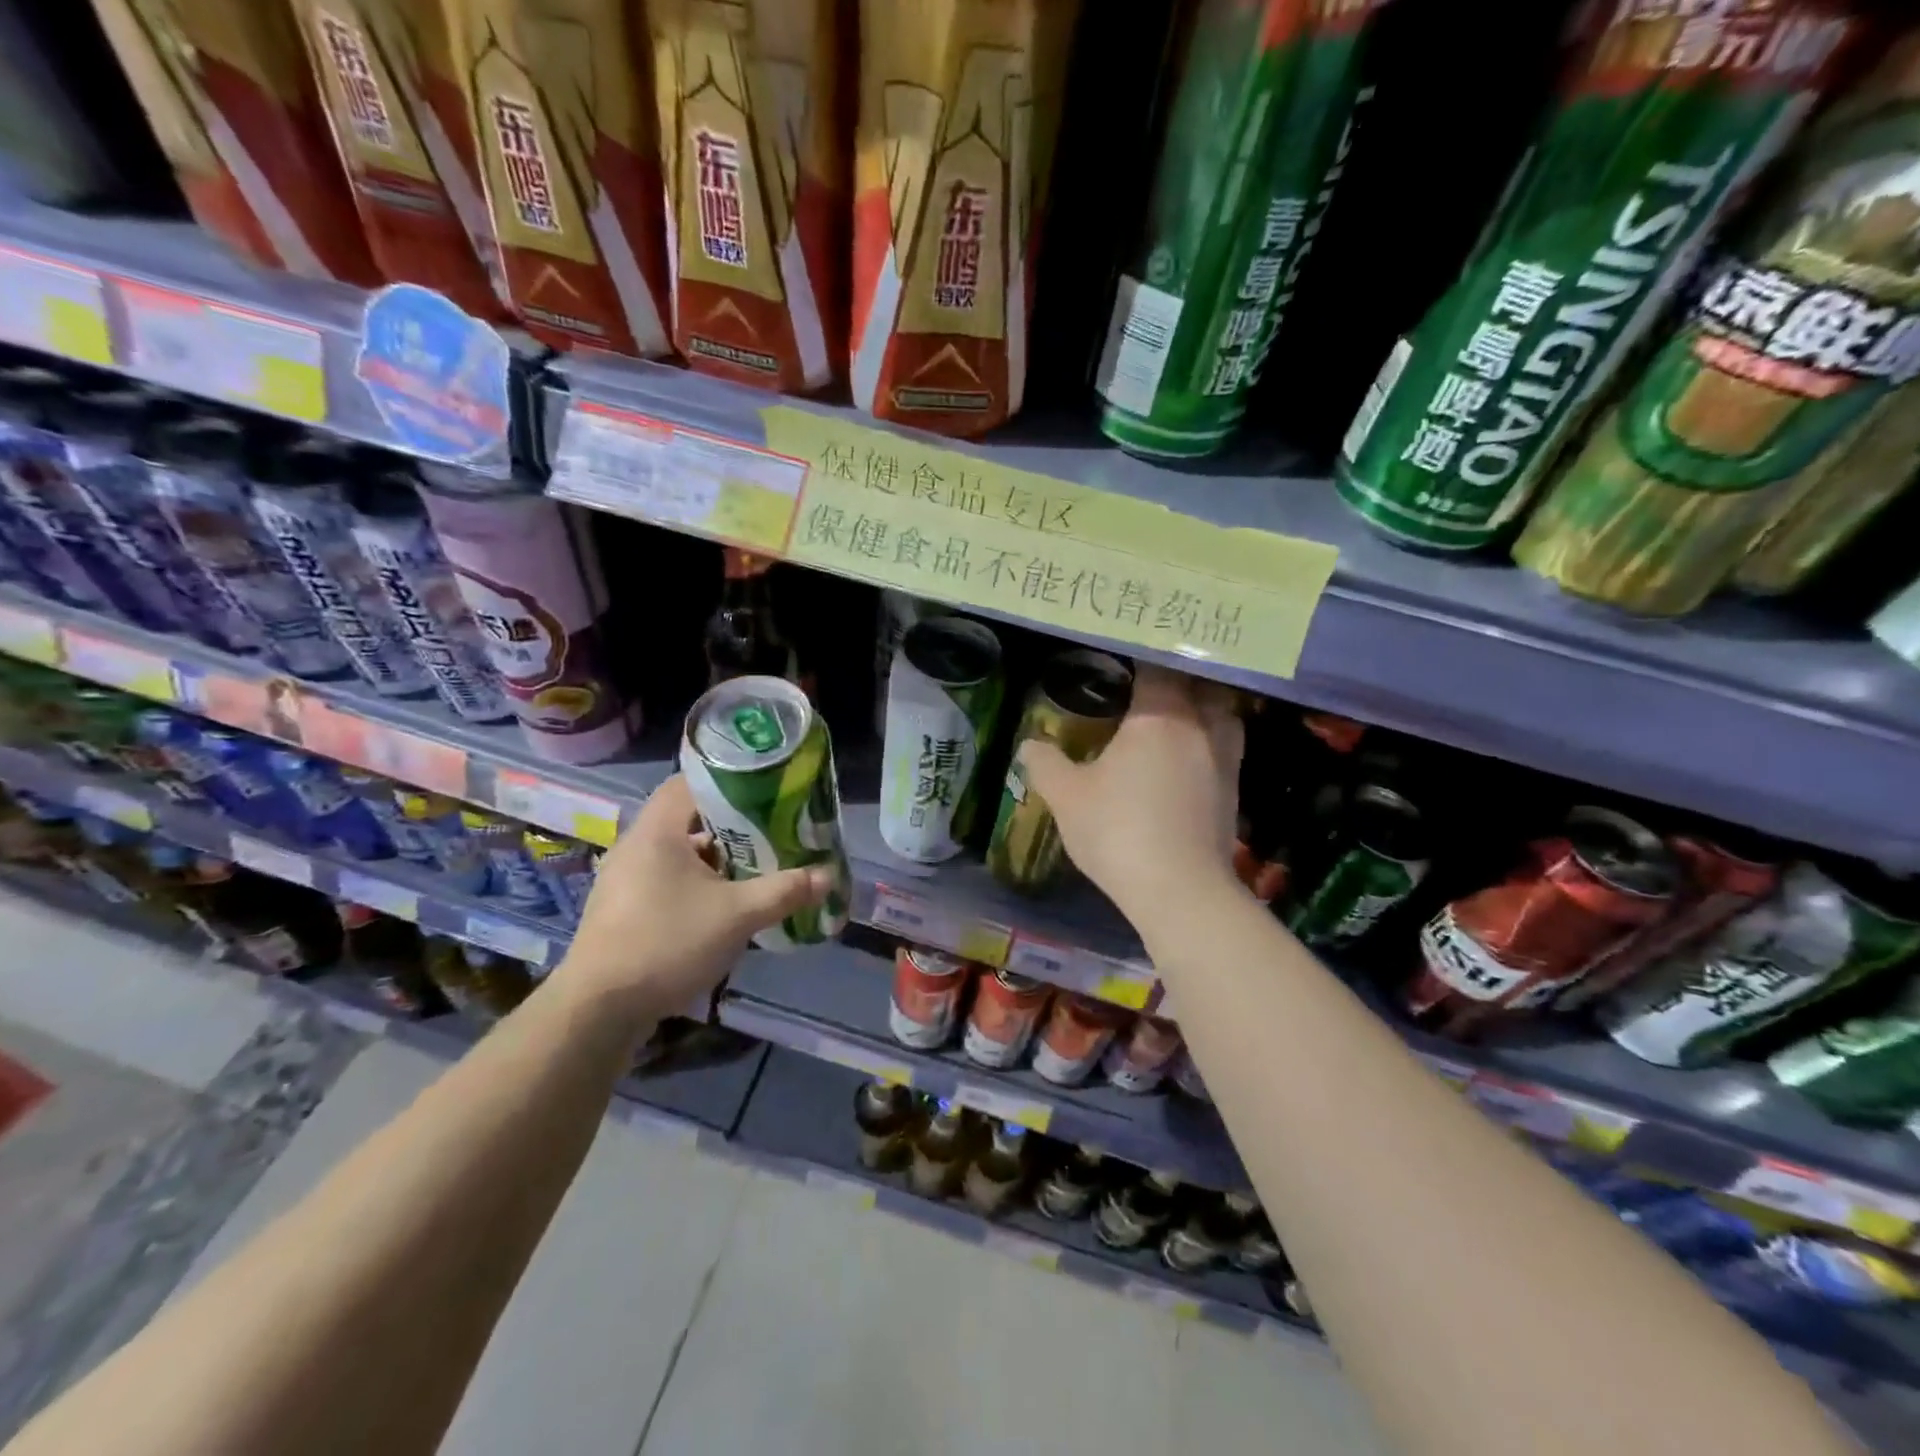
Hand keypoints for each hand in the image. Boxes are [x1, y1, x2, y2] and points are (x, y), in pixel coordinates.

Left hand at [554, 776, 831, 1024]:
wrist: (599, 1010)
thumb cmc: (667, 943)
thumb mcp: (737, 916)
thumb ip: (784, 891)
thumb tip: (829, 876)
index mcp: (657, 831)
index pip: (690, 782)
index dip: (728, 781)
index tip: (765, 792)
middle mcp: (635, 846)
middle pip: (688, 819)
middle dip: (732, 826)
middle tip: (772, 833)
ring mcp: (624, 880)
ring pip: (679, 854)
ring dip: (716, 860)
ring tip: (756, 870)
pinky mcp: (622, 910)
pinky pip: (666, 881)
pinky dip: (696, 884)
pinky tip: (723, 907)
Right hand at [1018, 664, 1243, 921]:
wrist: (1179, 890)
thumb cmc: (1118, 831)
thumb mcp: (1067, 797)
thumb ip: (1045, 765)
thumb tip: (1028, 744)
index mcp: (1159, 717)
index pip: (1157, 668)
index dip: (1143, 655)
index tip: (1126, 651)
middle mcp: (1200, 727)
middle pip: (1200, 684)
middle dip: (1179, 676)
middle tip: (1152, 678)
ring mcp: (1224, 758)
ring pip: (1223, 713)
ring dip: (1204, 705)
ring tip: (1177, 710)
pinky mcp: (1234, 790)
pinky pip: (1225, 746)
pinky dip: (1210, 739)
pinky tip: (1188, 755)